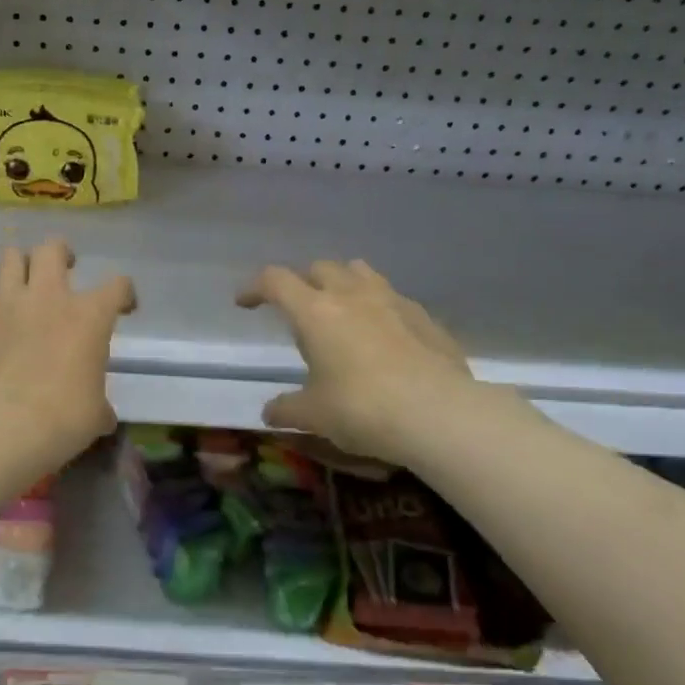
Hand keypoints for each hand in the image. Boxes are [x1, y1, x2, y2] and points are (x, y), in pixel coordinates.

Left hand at [0, 239, 134, 471]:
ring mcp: (5, 304)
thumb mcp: (95, 415)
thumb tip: (102, 415)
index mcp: (88, 316)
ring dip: (20, 265)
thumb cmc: (61, 419)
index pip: (117, 285)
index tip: (123, 308)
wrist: (0, 428)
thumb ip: (100, 404)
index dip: (124, 293)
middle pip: (52, 248)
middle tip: (64, 269)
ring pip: (9, 257)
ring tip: (24, 283)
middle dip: (61, 254)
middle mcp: (47, 297)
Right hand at [239, 260, 476, 466]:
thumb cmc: (363, 409)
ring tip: (340, 312)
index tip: (245, 303)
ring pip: (360, 272)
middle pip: (319, 268)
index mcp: (315, 312)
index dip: (254, 288)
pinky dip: (378, 308)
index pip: (275, 281)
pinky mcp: (425, 317)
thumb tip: (270, 412)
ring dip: (342, 284)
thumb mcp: (314, 415)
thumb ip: (286, 409)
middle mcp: (352, 295)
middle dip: (302, 283)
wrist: (440, 415)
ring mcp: (393, 301)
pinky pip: (393, 298)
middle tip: (297, 312)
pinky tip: (382, 337)